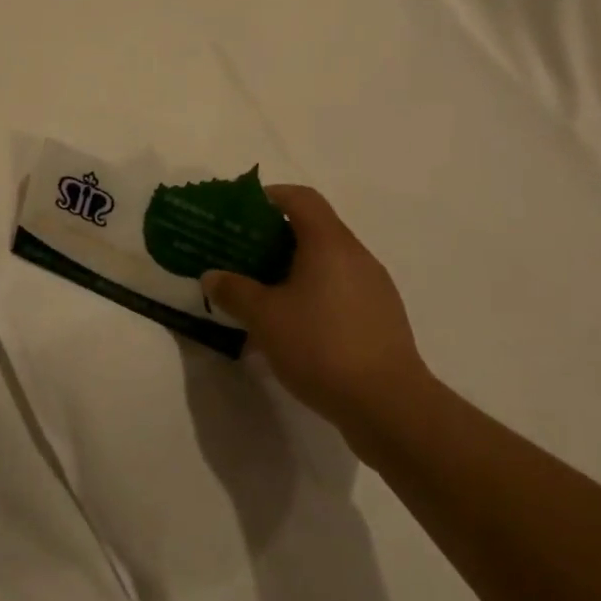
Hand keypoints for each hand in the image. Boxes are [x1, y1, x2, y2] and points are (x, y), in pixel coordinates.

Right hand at [202, 185, 433, 442]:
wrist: (388, 404)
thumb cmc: (321, 346)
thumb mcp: (265, 318)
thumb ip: (234, 291)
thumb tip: (212, 276)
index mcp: (329, 243)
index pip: (301, 198)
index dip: (270, 196)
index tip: (243, 212)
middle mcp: (356, 256)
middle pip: (314, 229)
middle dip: (275, 238)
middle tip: (243, 257)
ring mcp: (374, 287)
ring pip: (328, 263)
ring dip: (294, 270)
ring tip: (264, 296)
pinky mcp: (381, 317)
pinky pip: (341, 291)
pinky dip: (314, 296)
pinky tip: (294, 329)